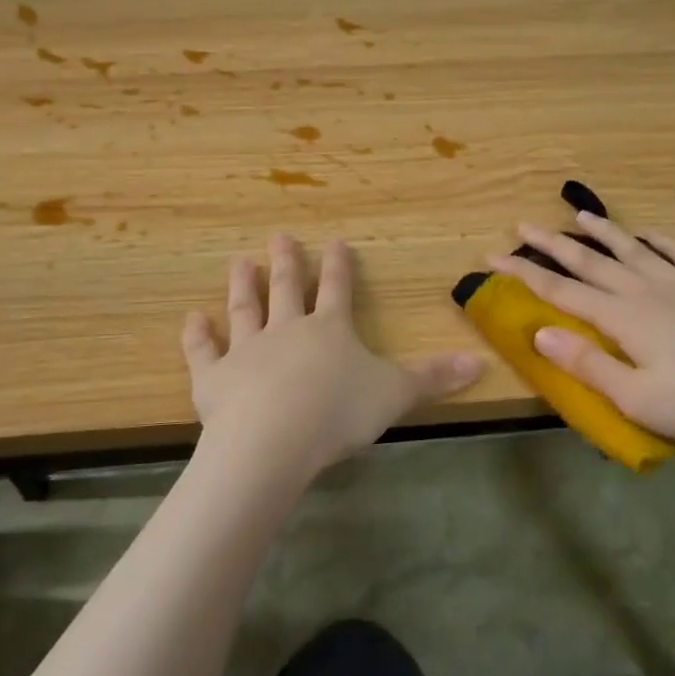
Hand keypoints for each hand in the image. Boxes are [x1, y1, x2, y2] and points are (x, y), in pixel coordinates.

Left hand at [182, 234, 483, 482]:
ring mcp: (246, 351)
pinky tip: (192, 318)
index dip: (339, 266)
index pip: (338, 290)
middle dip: (287, 263)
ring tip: (239, 261)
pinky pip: (203, 351)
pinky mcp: (213, 378)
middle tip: (279, 236)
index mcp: (330, 330)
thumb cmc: (338, 412)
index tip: (335, 241)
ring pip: (245, 310)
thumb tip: (482, 363)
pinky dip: (197, 335)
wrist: (273, 439)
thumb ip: (434, 378)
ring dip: (242, 286)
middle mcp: (286, 330)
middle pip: (287, 289)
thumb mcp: (395, 394)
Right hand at [487, 212, 674, 453]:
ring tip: (580, 216)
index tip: (493, 257)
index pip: (561, 291)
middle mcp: (647, 290)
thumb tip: (539, 333)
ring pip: (633, 249)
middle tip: (523, 225)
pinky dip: (659, 241)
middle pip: (591, 262)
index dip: (524, 275)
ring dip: (602, 232)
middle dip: (553, 245)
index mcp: (623, 318)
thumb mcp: (640, 400)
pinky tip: (651, 235)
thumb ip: (588, 365)